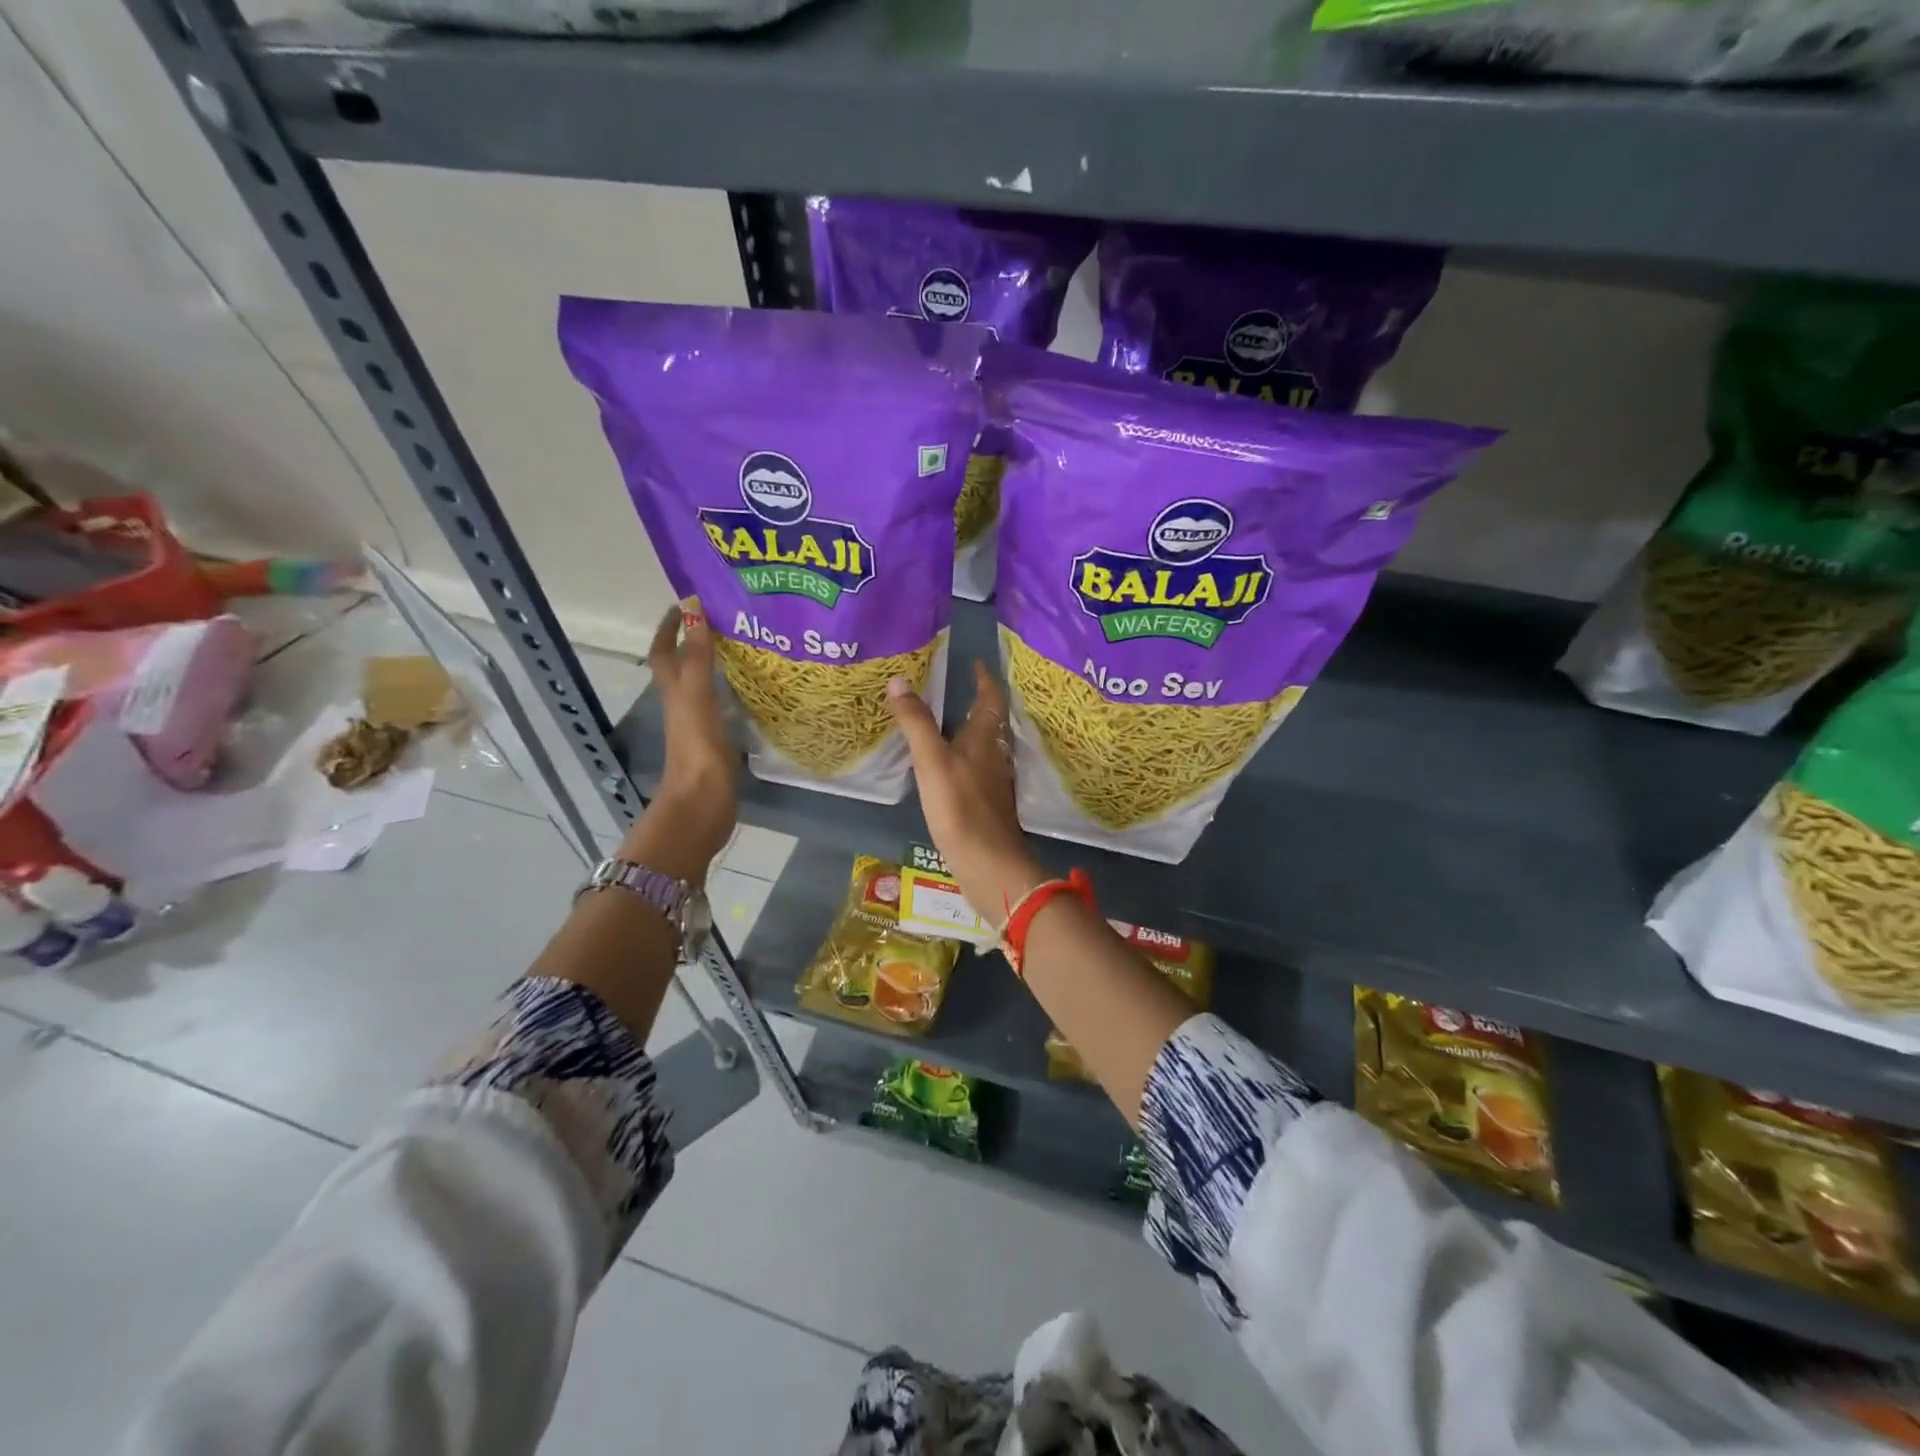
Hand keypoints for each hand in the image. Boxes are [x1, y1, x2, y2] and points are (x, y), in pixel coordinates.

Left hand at [626, 604, 736, 876]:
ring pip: (705, 686)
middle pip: (683, 666)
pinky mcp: (719, 743)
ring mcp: (700, 726)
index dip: (670, 626)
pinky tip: (756, 692)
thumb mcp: (696, 696)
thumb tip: (694, 606)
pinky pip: (724, 708)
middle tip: (727, 620)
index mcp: (674, 692)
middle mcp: (684, 705)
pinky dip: (735, 694)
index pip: (665, 651)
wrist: (702, 805)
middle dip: (697, 641)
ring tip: (747, 648)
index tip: (688, 603)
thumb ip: (697, 655)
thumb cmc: (697, 749)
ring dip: (717, 666)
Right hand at [887, 662, 1045, 921]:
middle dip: (976, 702)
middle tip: (954, 687)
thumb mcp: (932, 761)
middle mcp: (994, 755)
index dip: (984, 678)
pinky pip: (976, 768)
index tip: (974, 662)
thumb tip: (899, 680)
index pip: (990, 699)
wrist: (988, 864)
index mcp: (985, 739)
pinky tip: (947, 765)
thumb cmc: (961, 808)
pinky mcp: (986, 804)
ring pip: (984, 746)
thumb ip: (916, 722)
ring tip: (946, 720)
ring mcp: (993, 781)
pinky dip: (963, 756)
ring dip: (970, 729)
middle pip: (990, 722)